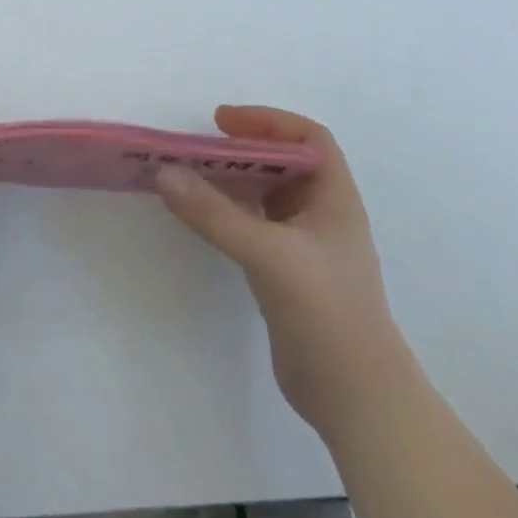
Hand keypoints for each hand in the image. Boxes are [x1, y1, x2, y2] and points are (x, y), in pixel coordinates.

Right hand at [156, 105, 411, 437]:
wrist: (354, 396)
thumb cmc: (325, 311)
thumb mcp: (269, 254)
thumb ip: (214, 214)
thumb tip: (163, 173)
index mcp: (335, 198)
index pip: (309, 139)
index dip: (268, 121)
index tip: (222, 122)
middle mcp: (321, 216)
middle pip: (282, 164)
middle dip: (242, 149)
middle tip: (197, 148)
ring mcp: (304, 247)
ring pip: (266, 197)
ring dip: (232, 181)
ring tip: (190, 176)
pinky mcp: (286, 275)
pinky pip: (254, 227)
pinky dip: (228, 214)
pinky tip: (201, 218)